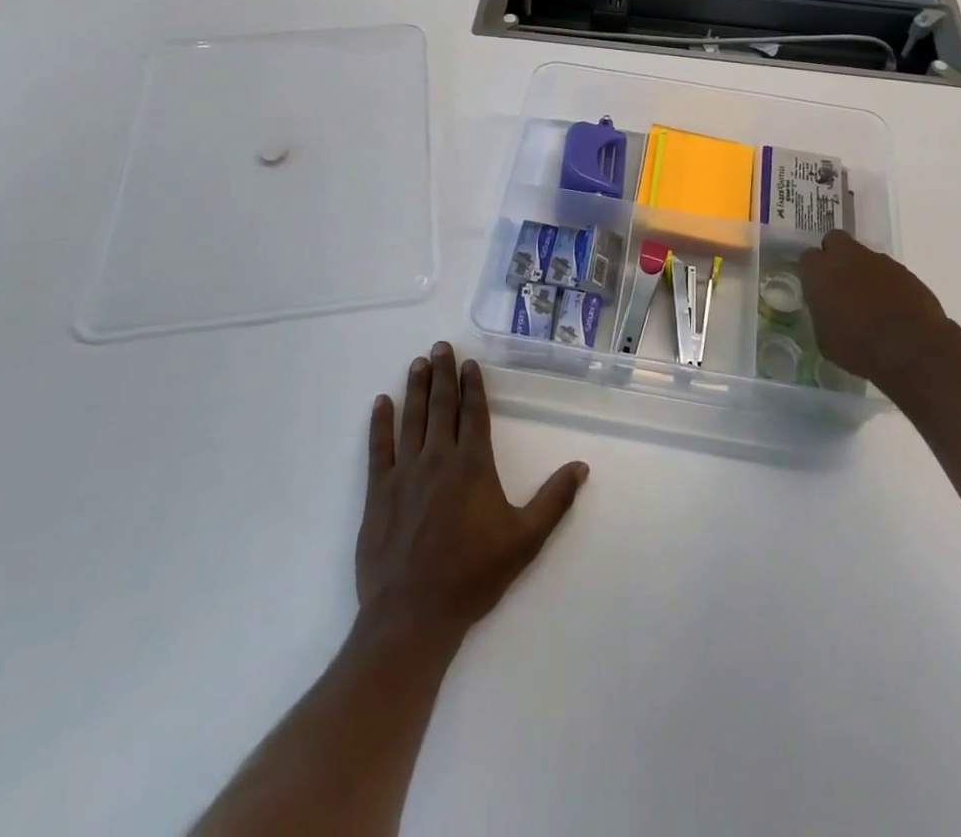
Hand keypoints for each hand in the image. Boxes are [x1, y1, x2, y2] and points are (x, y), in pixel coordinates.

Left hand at [356, 343, 588, 639]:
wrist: (414, 614)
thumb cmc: (473, 575)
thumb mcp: (525, 540)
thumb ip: (554, 500)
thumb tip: (581, 466)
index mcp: (473, 465)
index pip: (474, 413)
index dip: (473, 386)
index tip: (470, 363)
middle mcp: (439, 458)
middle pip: (442, 406)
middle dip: (443, 374)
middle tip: (439, 346)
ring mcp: (405, 472)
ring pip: (412, 418)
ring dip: (416, 388)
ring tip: (418, 363)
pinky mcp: (379, 491)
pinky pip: (379, 447)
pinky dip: (381, 422)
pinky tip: (382, 402)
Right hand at [797, 230, 960, 394]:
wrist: (913, 351)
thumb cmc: (859, 348)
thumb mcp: (825, 339)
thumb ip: (821, 314)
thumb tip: (827, 309)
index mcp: (820, 272)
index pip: (807, 257)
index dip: (811, 271)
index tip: (815, 287)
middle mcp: (847, 258)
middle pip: (835, 240)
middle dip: (835, 255)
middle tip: (838, 281)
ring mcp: (879, 261)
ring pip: (864, 255)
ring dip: (862, 271)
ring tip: (868, 300)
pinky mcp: (905, 272)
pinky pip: (888, 271)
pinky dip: (886, 283)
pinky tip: (890, 306)